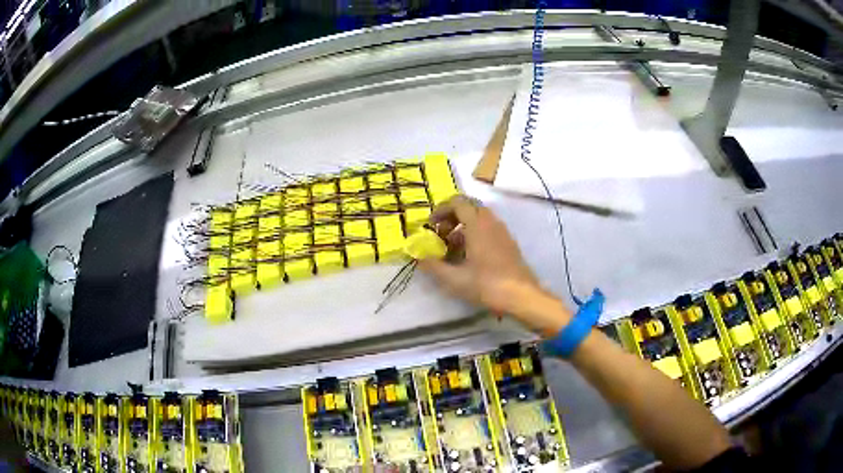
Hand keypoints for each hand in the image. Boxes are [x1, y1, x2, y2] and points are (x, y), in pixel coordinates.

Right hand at [419, 195, 570, 335]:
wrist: (522, 296)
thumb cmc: (487, 284)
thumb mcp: (454, 279)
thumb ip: (433, 266)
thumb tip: (418, 258)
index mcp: (477, 224)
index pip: (457, 202)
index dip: (441, 209)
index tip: (431, 225)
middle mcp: (491, 222)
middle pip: (469, 208)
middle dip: (452, 218)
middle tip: (441, 235)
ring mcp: (503, 232)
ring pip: (480, 219)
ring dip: (463, 227)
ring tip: (453, 249)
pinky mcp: (509, 243)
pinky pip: (489, 229)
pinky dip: (475, 235)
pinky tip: (470, 257)